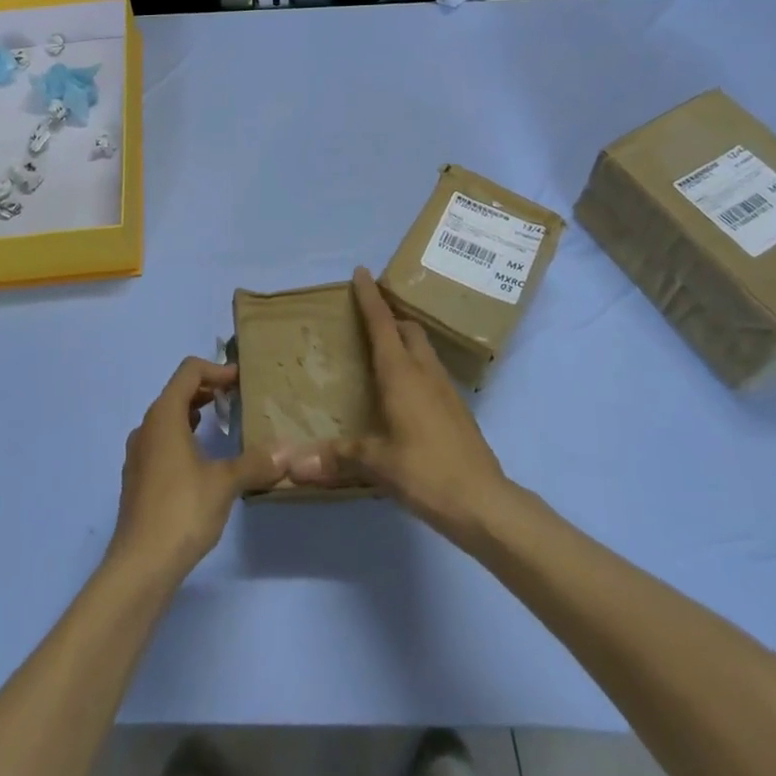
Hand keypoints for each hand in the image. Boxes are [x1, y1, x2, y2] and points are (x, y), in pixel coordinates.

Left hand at [107, 358, 284, 586]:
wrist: (140, 565)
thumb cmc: (182, 510)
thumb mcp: (225, 483)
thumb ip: (255, 463)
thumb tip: (287, 451)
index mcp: (164, 415)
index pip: (189, 372)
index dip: (217, 369)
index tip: (241, 380)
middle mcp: (146, 427)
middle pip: (177, 392)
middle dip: (208, 390)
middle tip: (237, 399)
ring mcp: (138, 453)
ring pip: (168, 418)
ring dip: (195, 414)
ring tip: (222, 425)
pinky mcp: (137, 477)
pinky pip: (162, 442)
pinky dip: (184, 437)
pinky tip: (202, 460)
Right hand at [289, 269, 509, 541]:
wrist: (485, 503)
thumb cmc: (426, 472)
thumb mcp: (375, 464)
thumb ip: (335, 458)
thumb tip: (290, 464)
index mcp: (401, 373)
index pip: (382, 323)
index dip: (370, 297)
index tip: (362, 272)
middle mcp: (425, 372)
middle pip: (408, 330)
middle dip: (389, 317)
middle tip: (367, 318)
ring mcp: (446, 390)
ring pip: (424, 350)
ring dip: (404, 341)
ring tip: (383, 352)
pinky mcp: (458, 410)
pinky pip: (432, 373)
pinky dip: (415, 367)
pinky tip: (405, 393)